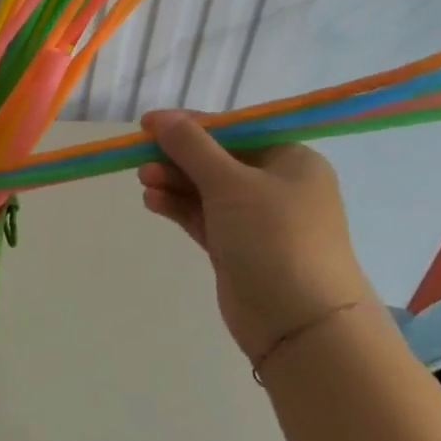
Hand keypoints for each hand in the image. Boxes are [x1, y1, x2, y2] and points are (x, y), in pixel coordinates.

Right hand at [137, 110, 375, 360]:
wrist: (301, 323)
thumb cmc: (274, 237)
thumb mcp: (230, 182)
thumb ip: (191, 146)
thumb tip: (161, 117)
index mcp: (290, 160)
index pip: (234, 131)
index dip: (191, 125)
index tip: (149, 124)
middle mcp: (277, 186)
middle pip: (216, 159)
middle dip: (177, 158)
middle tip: (140, 159)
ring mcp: (257, 220)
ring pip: (205, 189)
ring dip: (173, 182)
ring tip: (144, 182)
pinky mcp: (237, 247)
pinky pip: (202, 216)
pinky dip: (177, 206)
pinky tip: (152, 202)